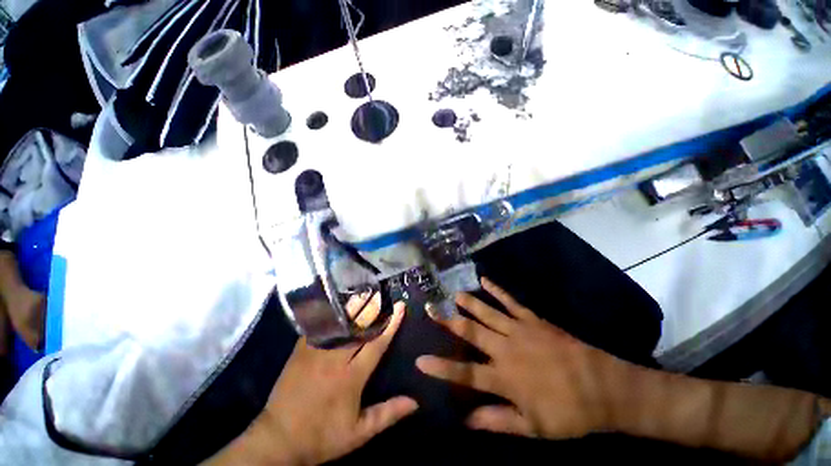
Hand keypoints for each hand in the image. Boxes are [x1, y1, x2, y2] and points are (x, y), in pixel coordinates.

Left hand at [207, 297, 416, 465]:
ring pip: (339, 322)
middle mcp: (334, 359)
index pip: (376, 344)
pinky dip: (332, 314)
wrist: (278, 439)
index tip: (400, 307)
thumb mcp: (358, 433)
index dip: (391, 325)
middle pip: (358, 326)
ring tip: (365, 294)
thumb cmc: (321, 436)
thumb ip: (387, 414)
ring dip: (354, 308)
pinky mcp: (301, 349)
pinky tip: (339, 306)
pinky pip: (319, 326)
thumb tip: (415, 402)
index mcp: (351, 377)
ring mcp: (315, 351)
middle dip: (372, 308)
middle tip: (382, 295)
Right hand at [416, 278, 629, 438]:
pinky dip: (497, 290)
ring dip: (468, 303)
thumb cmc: (569, 412)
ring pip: (487, 313)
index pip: (464, 373)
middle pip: (470, 332)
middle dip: (447, 321)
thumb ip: (497, 421)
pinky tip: (485, 280)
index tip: (419, 361)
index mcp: (505, 378)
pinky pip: (510, 301)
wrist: (605, 387)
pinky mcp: (533, 319)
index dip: (441, 368)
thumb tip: (465, 421)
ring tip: (452, 294)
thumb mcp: (533, 427)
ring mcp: (519, 330)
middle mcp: (506, 349)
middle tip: (430, 308)